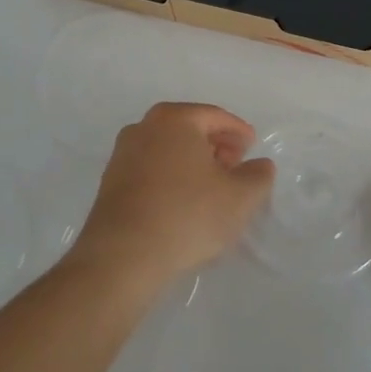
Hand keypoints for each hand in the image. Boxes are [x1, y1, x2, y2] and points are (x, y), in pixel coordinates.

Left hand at [69, 103, 275, 295]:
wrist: (124, 255)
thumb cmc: (187, 215)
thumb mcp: (239, 197)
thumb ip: (258, 176)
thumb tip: (260, 165)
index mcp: (175, 119)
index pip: (215, 116)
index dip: (239, 132)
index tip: (252, 147)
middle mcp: (144, 126)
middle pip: (189, 128)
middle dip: (215, 144)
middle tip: (235, 166)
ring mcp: (122, 153)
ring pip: (168, 148)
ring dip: (191, 161)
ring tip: (211, 187)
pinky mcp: (111, 181)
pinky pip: (150, 168)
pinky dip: (171, 176)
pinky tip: (183, 202)